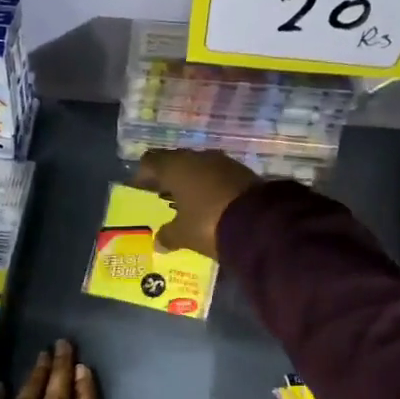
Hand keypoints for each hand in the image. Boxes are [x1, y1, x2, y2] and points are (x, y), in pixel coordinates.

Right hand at [130, 149, 262, 259]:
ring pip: (198, 168)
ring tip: (185, 203)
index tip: (139, 189)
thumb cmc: (208, 223)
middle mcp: (197, 158)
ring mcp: (223, 162)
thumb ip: (168, 235)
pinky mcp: (242, 172)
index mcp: (176, 167)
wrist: (260, 222)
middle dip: (167, 178)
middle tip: (161, 196)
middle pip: (175, 162)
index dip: (142, 174)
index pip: (150, 161)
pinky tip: (209, 204)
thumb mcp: (183, 234)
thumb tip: (158, 241)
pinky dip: (210, 187)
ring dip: (191, 182)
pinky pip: (218, 177)